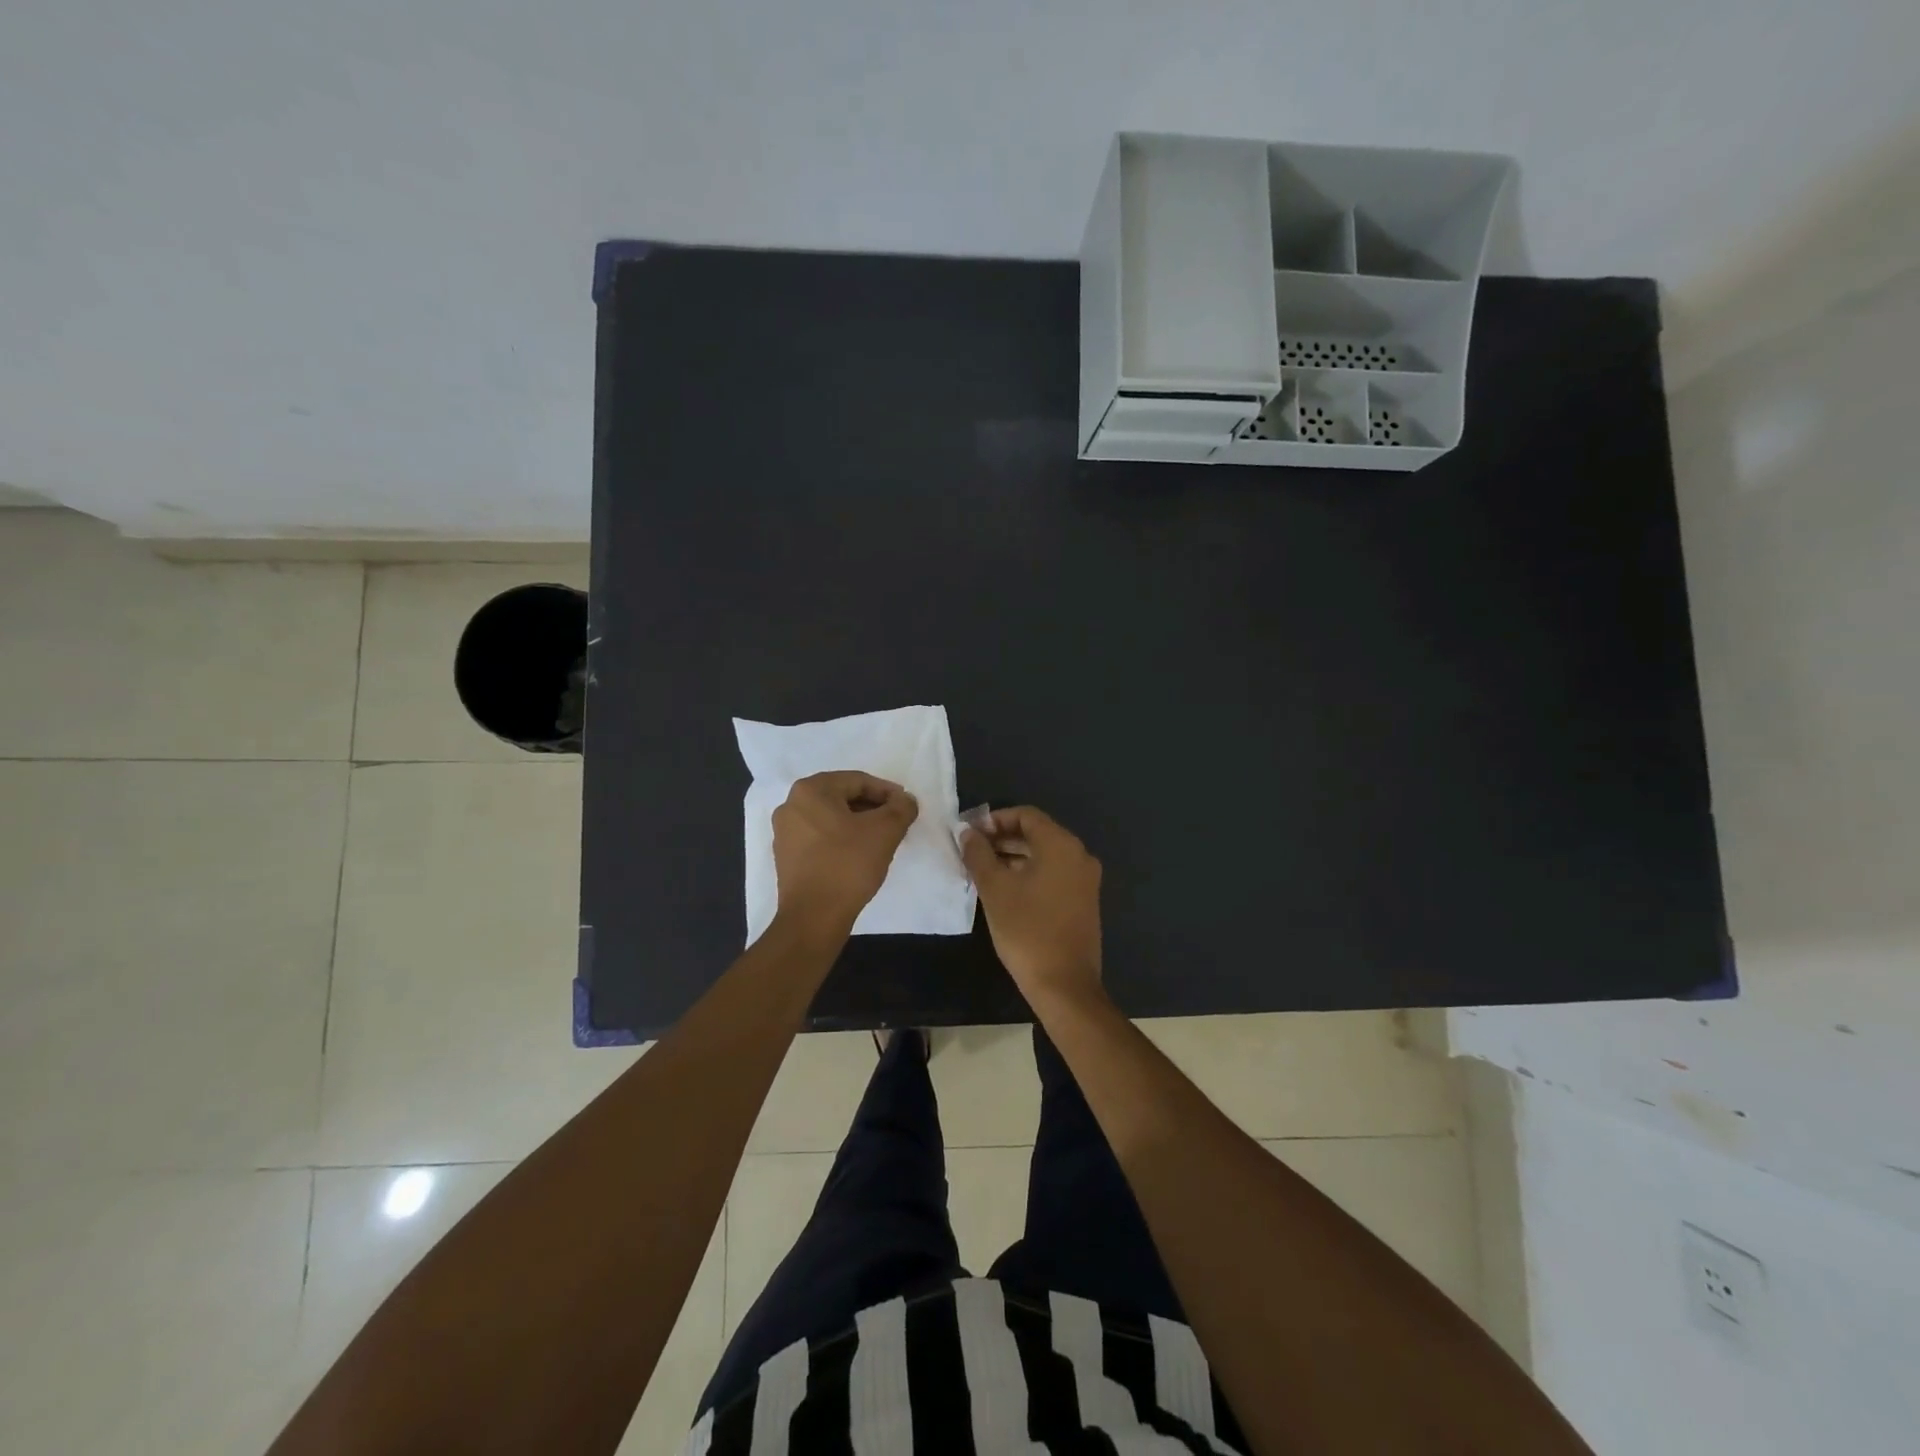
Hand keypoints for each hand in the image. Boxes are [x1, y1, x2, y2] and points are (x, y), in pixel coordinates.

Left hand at [772, 771, 918, 932]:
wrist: (813, 918)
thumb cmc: (848, 865)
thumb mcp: (885, 831)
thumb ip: (901, 808)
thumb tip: (905, 800)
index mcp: (810, 790)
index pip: (858, 781)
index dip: (887, 792)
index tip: (906, 807)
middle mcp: (791, 805)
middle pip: (842, 797)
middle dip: (872, 808)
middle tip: (896, 824)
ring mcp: (785, 832)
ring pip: (831, 818)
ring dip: (858, 825)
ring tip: (881, 841)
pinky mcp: (786, 857)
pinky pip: (820, 838)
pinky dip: (841, 840)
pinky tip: (859, 857)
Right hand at [960, 806, 1103, 1012]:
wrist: (1064, 985)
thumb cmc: (1027, 930)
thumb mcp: (995, 889)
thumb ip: (979, 855)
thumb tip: (967, 833)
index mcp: (1061, 845)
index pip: (1026, 815)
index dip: (995, 819)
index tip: (971, 833)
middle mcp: (1079, 855)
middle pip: (1037, 834)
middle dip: (1003, 838)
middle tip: (972, 851)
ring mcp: (1085, 880)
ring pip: (1045, 855)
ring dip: (1014, 857)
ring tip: (983, 870)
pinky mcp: (1084, 901)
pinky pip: (1054, 874)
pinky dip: (1030, 873)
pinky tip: (1005, 889)